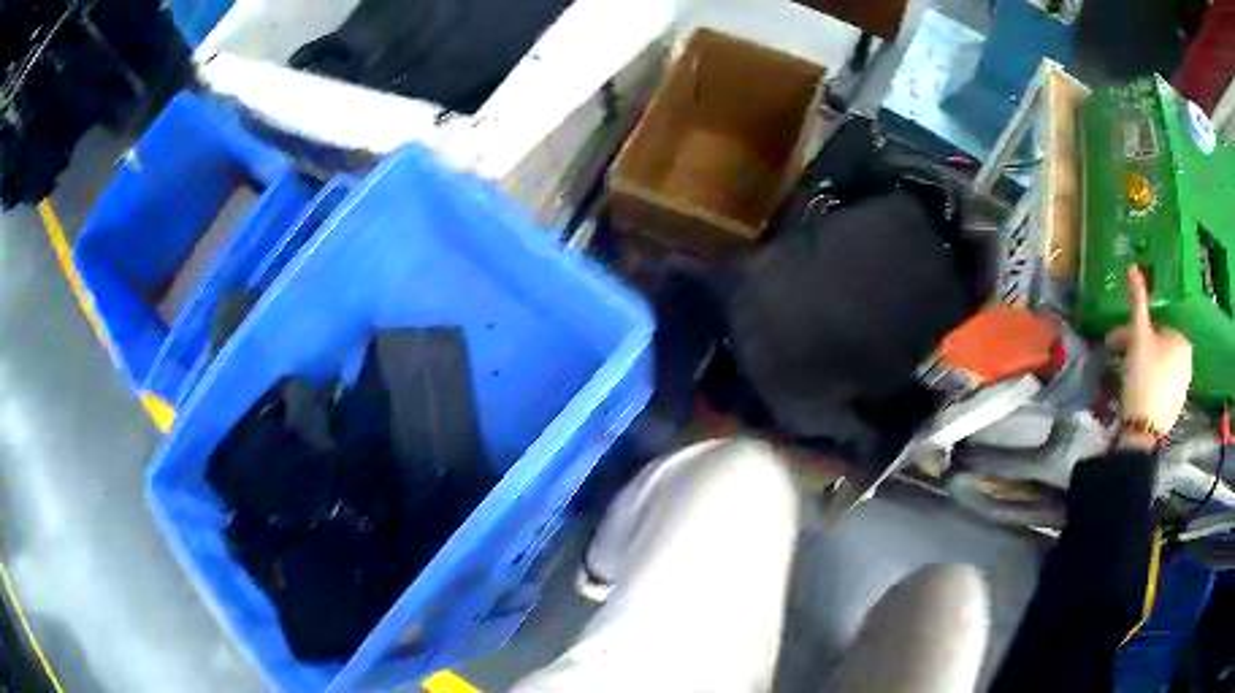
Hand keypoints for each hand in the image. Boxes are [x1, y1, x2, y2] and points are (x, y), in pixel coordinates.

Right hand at [1105, 266, 1192, 450]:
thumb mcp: (1139, 336)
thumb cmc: (1143, 376)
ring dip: (1144, 366)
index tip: (1117, 340)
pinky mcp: (1176, 409)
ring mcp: (1183, 388)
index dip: (1134, 331)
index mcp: (1182, 341)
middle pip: (1159, 348)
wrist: (1142, 431)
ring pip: (1161, 368)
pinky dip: (1151, 385)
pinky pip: (1163, 388)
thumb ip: (1138, 301)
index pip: (1156, 327)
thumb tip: (1133, 266)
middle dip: (1138, 348)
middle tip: (1118, 356)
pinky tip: (1138, 394)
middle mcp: (1188, 361)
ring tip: (1126, 377)